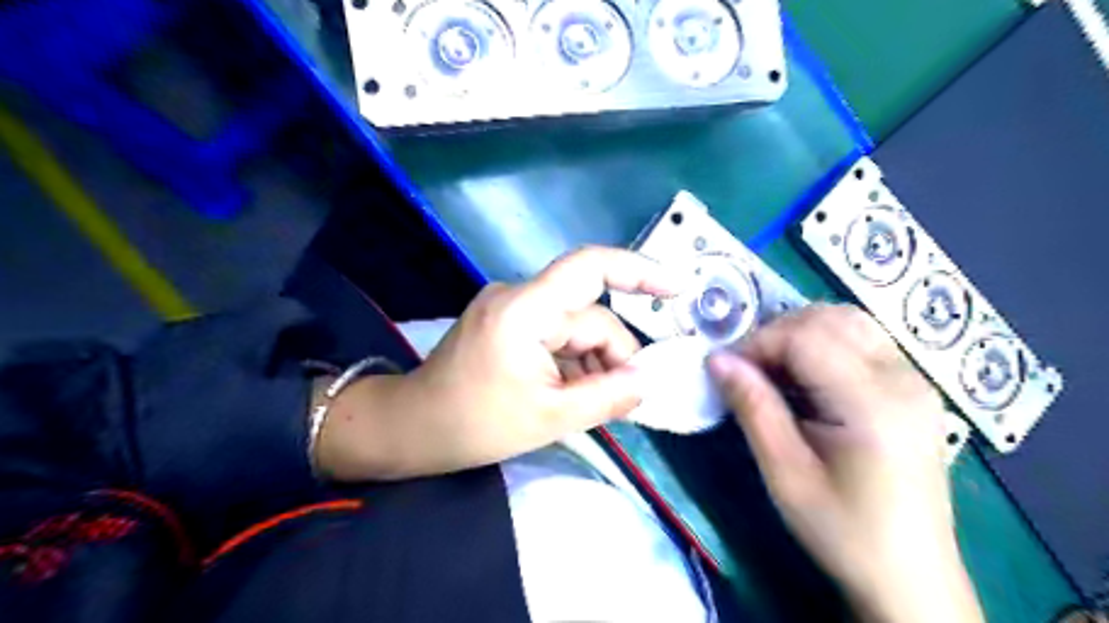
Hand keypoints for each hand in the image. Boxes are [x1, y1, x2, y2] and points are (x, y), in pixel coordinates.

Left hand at [312, 245, 676, 478]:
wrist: (413, 428)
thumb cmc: (475, 424)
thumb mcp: (550, 417)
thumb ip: (608, 396)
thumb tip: (648, 379)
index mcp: (525, 310)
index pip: (590, 268)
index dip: (639, 271)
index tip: (677, 289)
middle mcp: (519, 296)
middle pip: (589, 316)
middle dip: (611, 356)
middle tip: (621, 400)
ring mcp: (512, 308)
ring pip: (575, 328)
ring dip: (591, 363)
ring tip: (587, 403)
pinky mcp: (508, 322)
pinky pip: (556, 334)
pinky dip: (571, 361)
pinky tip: (569, 392)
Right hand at [705, 305, 981, 621]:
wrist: (911, 576)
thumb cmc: (842, 530)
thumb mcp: (785, 473)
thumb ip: (753, 407)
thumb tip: (716, 359)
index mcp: (874, 404)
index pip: (806, 336)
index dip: (758, 342)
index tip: (728, 370)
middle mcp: (904, 379)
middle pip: (831, 317)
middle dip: (778, 331)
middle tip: (749, 369)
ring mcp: (916, 380)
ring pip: (849, 320)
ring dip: (802, 333)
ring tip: (775, 371)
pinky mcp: (915, 388)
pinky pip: (864, 340)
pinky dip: (825, 344)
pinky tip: (807, 380)